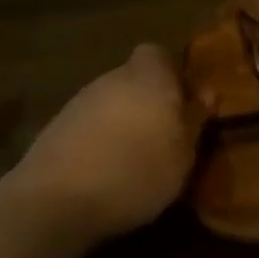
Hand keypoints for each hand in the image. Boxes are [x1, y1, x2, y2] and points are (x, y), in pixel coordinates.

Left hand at [11, 45, 198, 247]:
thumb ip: (195, 122)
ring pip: (109, 104)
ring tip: (128, 163)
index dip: (171, 76)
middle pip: (134, 79)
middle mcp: (113, 77)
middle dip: (145, 102)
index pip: (160, 54)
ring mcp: (79, 102)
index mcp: (149, 74)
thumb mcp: (183, 156)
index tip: (181, 105)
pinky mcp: (52, 131)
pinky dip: (94, 145)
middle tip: (159, 137)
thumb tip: (206, 95)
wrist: (53, 202)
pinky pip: (85, 130)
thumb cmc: (134, 172)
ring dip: (118, 124)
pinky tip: (99, 177)